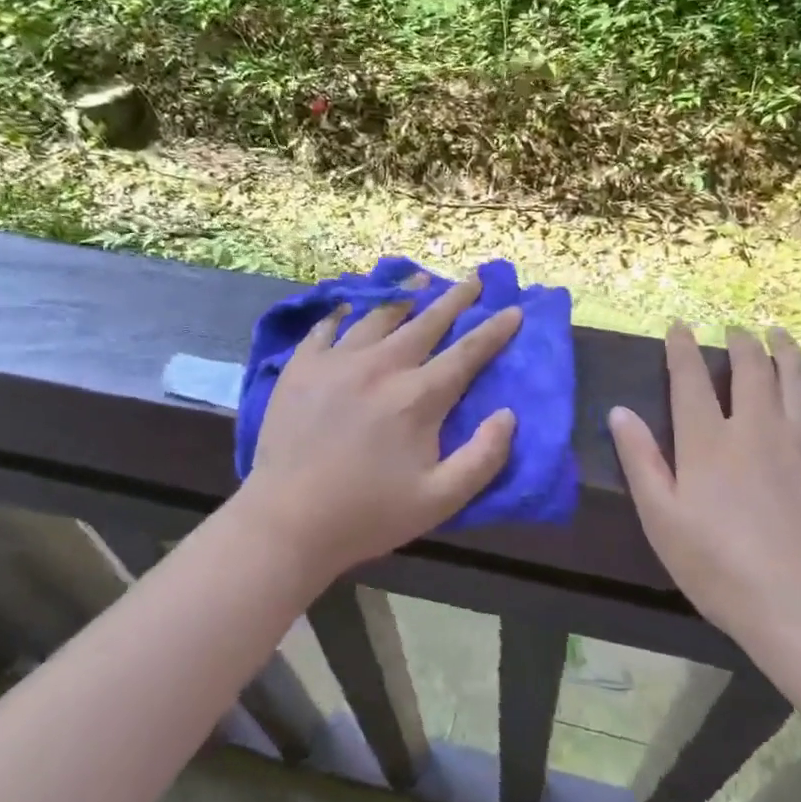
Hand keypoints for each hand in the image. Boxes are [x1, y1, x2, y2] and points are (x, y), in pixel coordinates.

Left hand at [237, 276, 520, 580]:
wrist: (286, 521)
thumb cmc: (368, 514)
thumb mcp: (440, 499)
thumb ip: (483, 457)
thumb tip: (508, 414)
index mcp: (418, 396)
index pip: (467, 352)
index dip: (494, 330)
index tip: (514, 310)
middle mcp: (381, 366)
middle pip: (427, 321)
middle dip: (456, 299)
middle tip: (473, 280)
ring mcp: (337, 361)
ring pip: (379, 315)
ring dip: (406, 296)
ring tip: (420, 282)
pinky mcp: (302, 366)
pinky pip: (328, 326)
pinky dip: (346, 313)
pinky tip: (352, 307)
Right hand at [608, 324, 800, 650]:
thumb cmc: (720, 570)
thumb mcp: (661, 520)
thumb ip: (640, 461)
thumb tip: (620, 411)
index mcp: (709, 441)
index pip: (691, 379)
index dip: (682, 348)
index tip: (679, 326)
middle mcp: (758, 429)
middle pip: (750, 370)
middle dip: (740, 343)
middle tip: (737, 329)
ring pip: (799, 383)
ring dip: (788, 353)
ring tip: (780, 335)